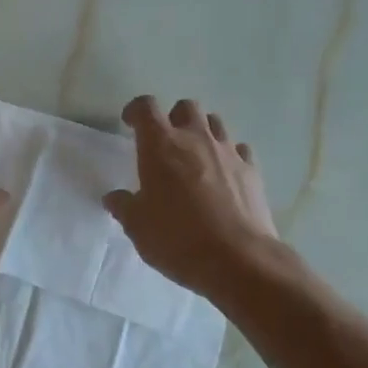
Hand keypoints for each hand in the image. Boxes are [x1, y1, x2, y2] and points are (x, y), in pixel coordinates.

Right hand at [103, 96, 282, 300]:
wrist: (237, 259)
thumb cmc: (177, 238)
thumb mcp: (137, 226)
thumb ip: (124, 206)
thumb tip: (114, 198)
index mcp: (160, 146)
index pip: (146, 107)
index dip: (135, 110)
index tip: (129, 123)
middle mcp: (195, 139)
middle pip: (186, 107)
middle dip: (173, 117)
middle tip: (165, 141)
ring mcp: (228, 152)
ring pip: (215, 123)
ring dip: (202, 132)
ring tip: (195, 156)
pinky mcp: (252, 171)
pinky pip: (239, 149)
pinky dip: (229, 155)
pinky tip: (223, 175)